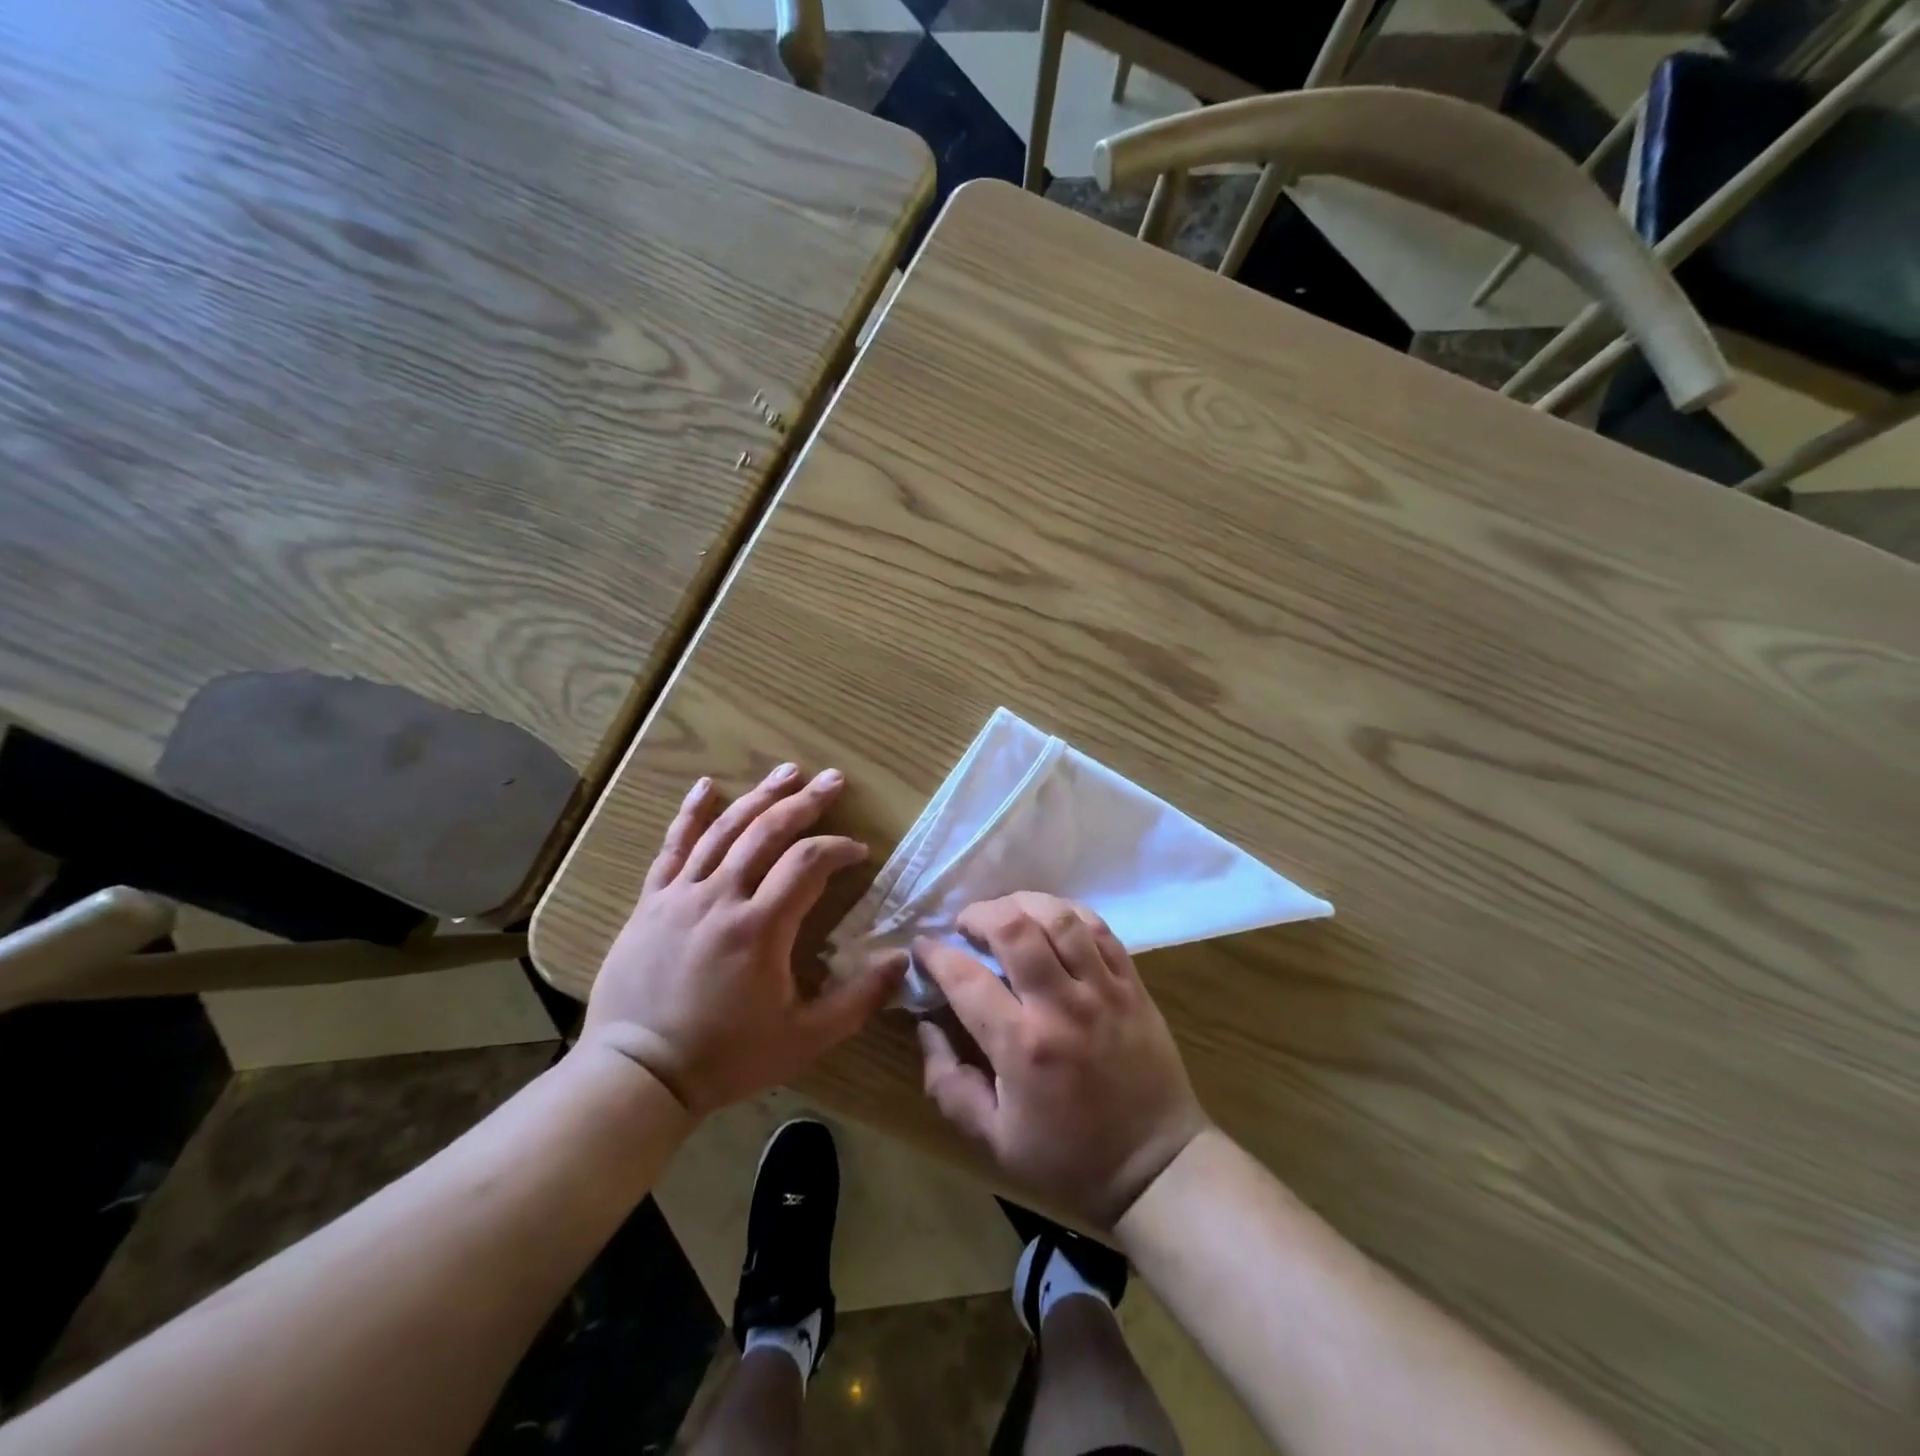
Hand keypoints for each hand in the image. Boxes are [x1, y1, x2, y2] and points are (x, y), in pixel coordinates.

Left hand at [581, 764, 907, 1115]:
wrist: (638, 1074)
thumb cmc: (726, 1057)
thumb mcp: (804, 1038)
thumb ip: (858, 1000)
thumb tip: (902, 962)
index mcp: (760, 927)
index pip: (808, 863)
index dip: (839, 849)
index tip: (860, 852)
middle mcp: (721, 897)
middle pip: (768, 831)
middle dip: (806, 802)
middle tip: (833, 780)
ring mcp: (681, 895)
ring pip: (725, 830)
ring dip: (760, 796)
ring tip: (788, 770)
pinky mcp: (652, 901)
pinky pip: (672, 846)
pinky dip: (691, 813)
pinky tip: (707, 786)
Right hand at [915, 892, 1208, 1227]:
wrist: (1157, 1166)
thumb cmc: (1069, 1156)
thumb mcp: (993, 1139)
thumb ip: (949, 1084)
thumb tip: (926, 1026)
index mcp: (1022, 1046)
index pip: (966, 978)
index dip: (936, 954)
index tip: (923, 948)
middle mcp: (1061, 1006)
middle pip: (1014, 928)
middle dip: (980, 915)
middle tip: (967, 926)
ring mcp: (1103, 990)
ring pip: (1059, 918)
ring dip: (1023, 904)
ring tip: (1007, 915)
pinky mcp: (1133, 984)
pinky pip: (1099, 928)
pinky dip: (1068, 914)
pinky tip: (1051, 920)